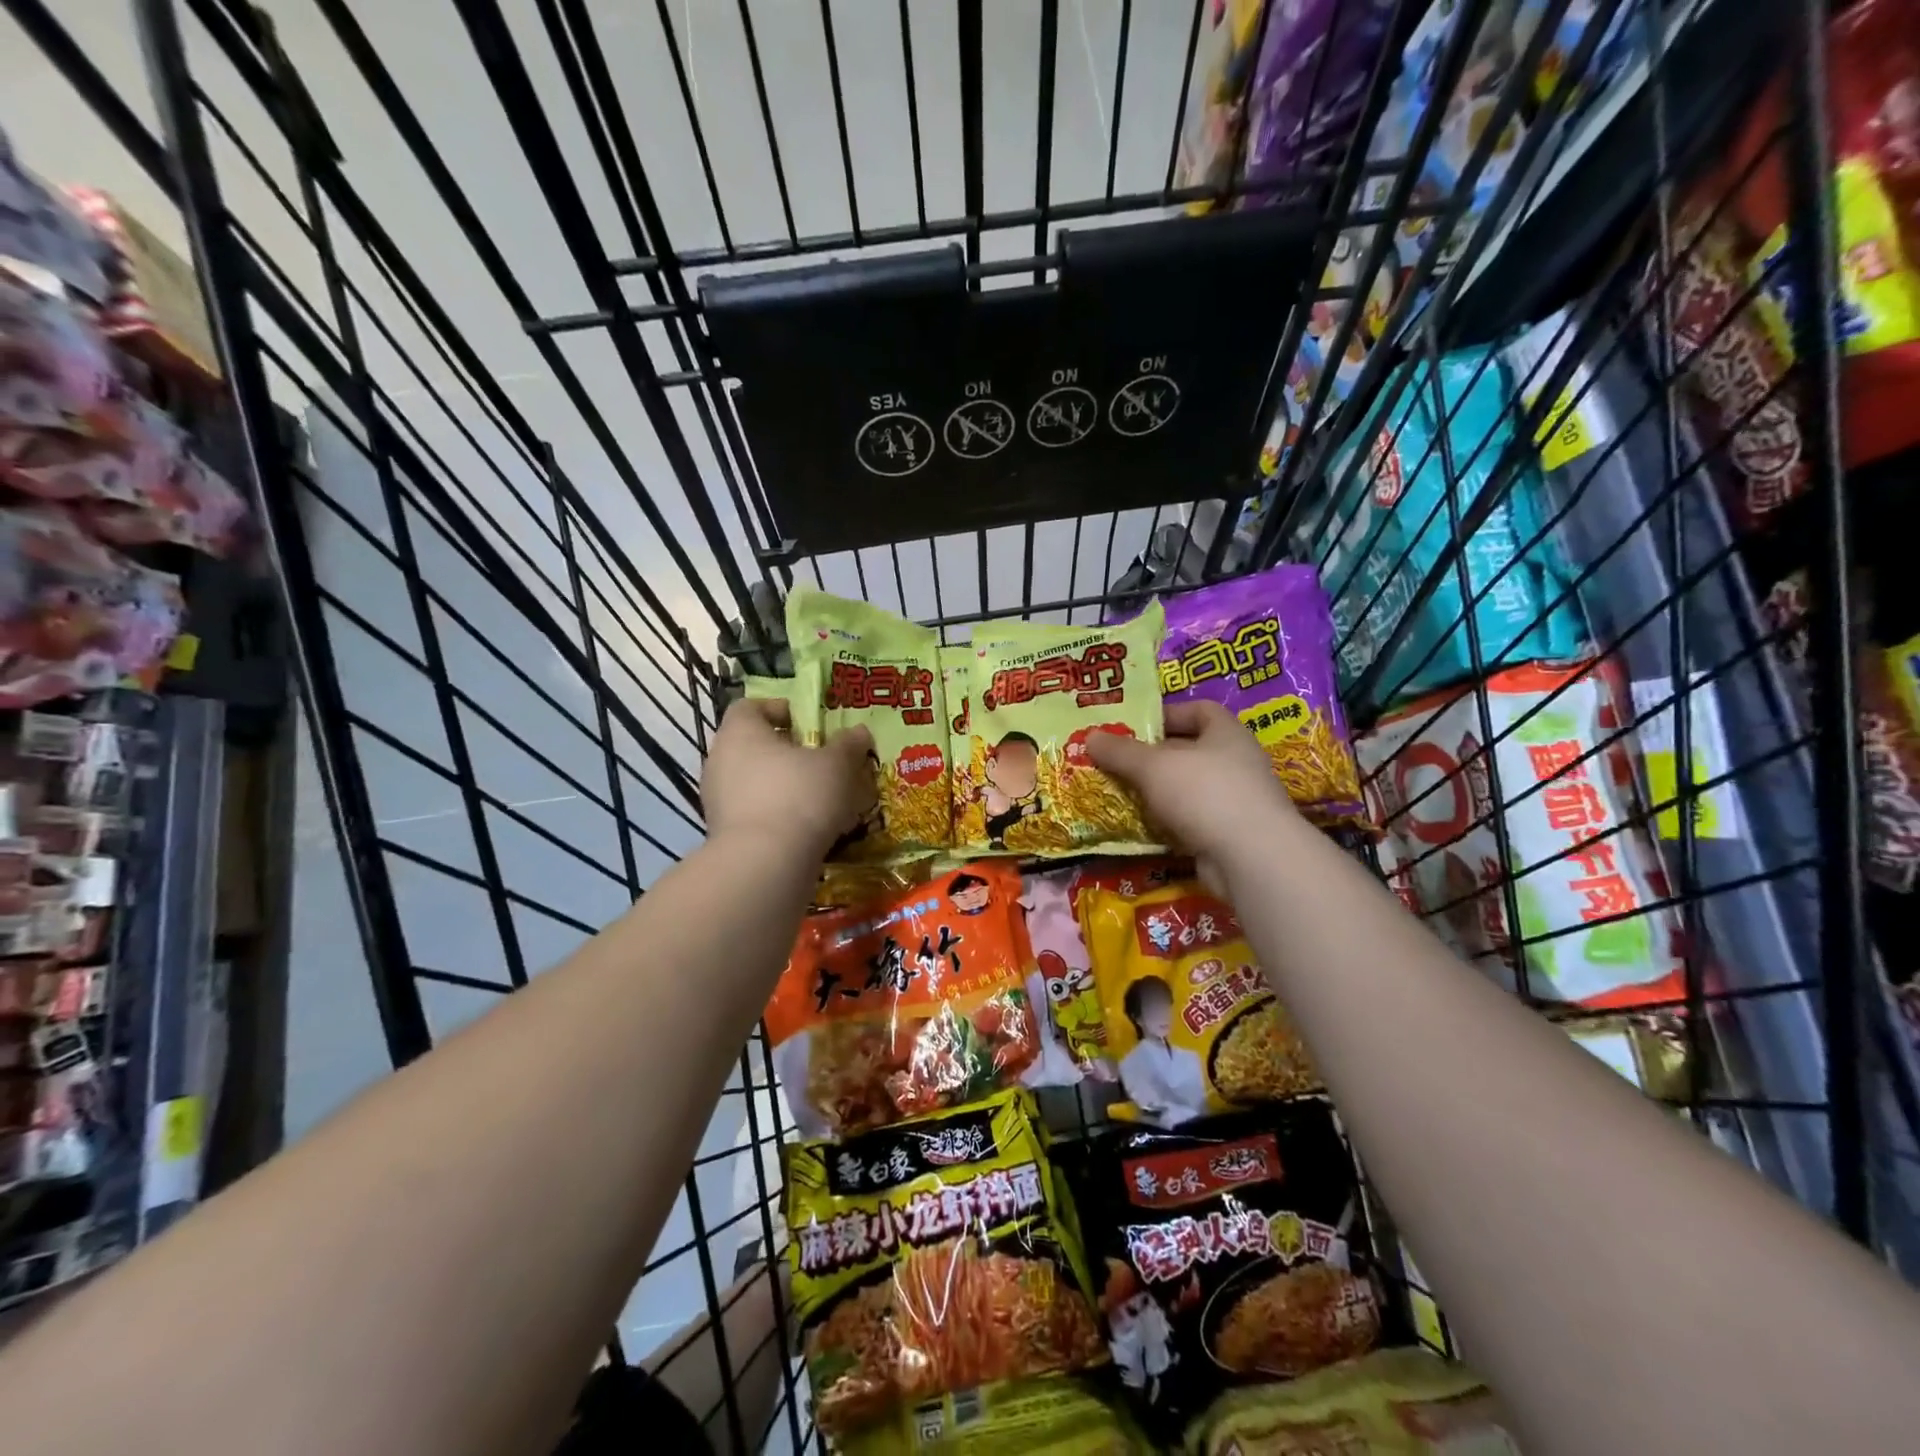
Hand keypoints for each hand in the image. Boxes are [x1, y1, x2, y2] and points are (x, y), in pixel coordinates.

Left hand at [702, 698, 874, 856]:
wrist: (765, 865)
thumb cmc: (800, 796)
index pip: (751, 706)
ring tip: (820, 798)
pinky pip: (754, 812)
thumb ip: (848, 745)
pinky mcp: (723, 834)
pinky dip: (777, 815)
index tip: (810, 724)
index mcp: (740, 731)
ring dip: (784, 786)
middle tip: (821, 761)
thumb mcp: (837, 765)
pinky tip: (807, 828)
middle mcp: (720, 760)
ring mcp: (717, 799)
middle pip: (754, 745)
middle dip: (788, 752)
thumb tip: (859, 732)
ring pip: (755, 782)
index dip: (781, 710)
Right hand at [1089, 701, 1297, 888]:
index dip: (1168, 713)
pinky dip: (1167, 822)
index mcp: (1227, 734)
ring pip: (1188, 789)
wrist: (1251, 858)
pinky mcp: (1229, 835)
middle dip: (1153, 756)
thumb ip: (1121, 752)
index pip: (1201, 710)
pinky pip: (1191, 820)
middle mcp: (1236, 763)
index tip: (1136, 724)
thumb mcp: (1153, 766)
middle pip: (1190, 751)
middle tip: (1116, 761)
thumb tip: (1090, 737)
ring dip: (1157, 792)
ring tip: (1120, 793)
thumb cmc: (1204, 793)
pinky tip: (1142, 826)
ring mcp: (1236, 801)